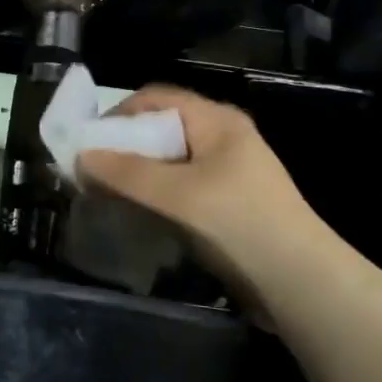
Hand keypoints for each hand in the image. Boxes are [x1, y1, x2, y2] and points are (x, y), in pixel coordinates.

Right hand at [78, 87, 326, 302]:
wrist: (301, 283)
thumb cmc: (240, 225)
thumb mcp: (178, 195)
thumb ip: (127, 174)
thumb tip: (81, 158)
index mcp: (216, 121)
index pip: (155, 98)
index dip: (117, 115)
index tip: (86, 144)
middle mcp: (221, 138)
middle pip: (160, 129)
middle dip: (123, 148)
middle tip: (90, 174)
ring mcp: (227, 172)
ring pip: (168, 161)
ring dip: (136, 175)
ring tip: (106, 196)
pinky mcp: (227, 203)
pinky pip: (180, 188)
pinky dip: (154, 196)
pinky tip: (136, 216)